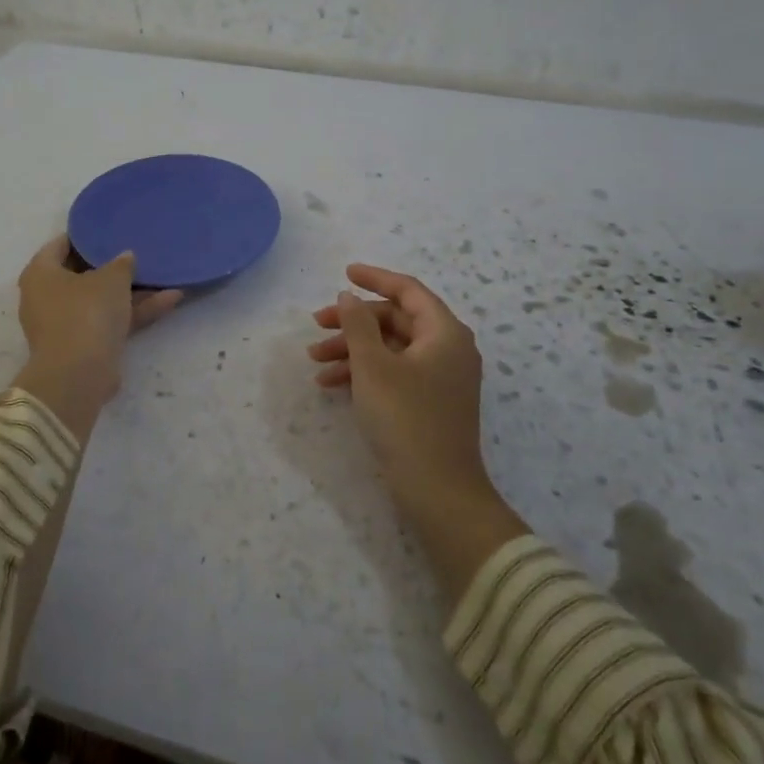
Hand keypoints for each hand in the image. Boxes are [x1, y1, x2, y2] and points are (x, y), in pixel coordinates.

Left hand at [12, 234, 182, 436]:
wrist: (80, 375)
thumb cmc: (86, 312)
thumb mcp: (111, 278)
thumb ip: (121, 263)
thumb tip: (125, 257)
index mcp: (40, 273)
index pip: (60, 244)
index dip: (84, 235)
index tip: (108, 228)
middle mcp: (46, 297)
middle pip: (81, 274)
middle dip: (111, 265)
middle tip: (136, 250)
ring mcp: (65, 324)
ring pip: (101, 300)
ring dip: (131, 291)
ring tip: (163, 274)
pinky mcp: (84, 346)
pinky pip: (110, 321)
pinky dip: (135, 312)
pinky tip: (171, 299)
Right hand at [308, 264, 492, 514]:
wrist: (438, 491)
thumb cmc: (406, 419)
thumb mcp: (373, 366)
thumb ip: (358, 324)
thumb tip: (349, 296)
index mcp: (444, 332)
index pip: (408, 290)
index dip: (375, 278)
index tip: (344, 272)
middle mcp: (448, 349)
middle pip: (395, 320)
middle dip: (353, 322)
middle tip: (317, 326)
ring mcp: (441, 377)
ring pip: (390, 348)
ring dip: (352, 349)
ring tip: (315, 361)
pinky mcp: (430, 402)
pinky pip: (394, 372)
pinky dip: (364, 372)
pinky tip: (331, 384)